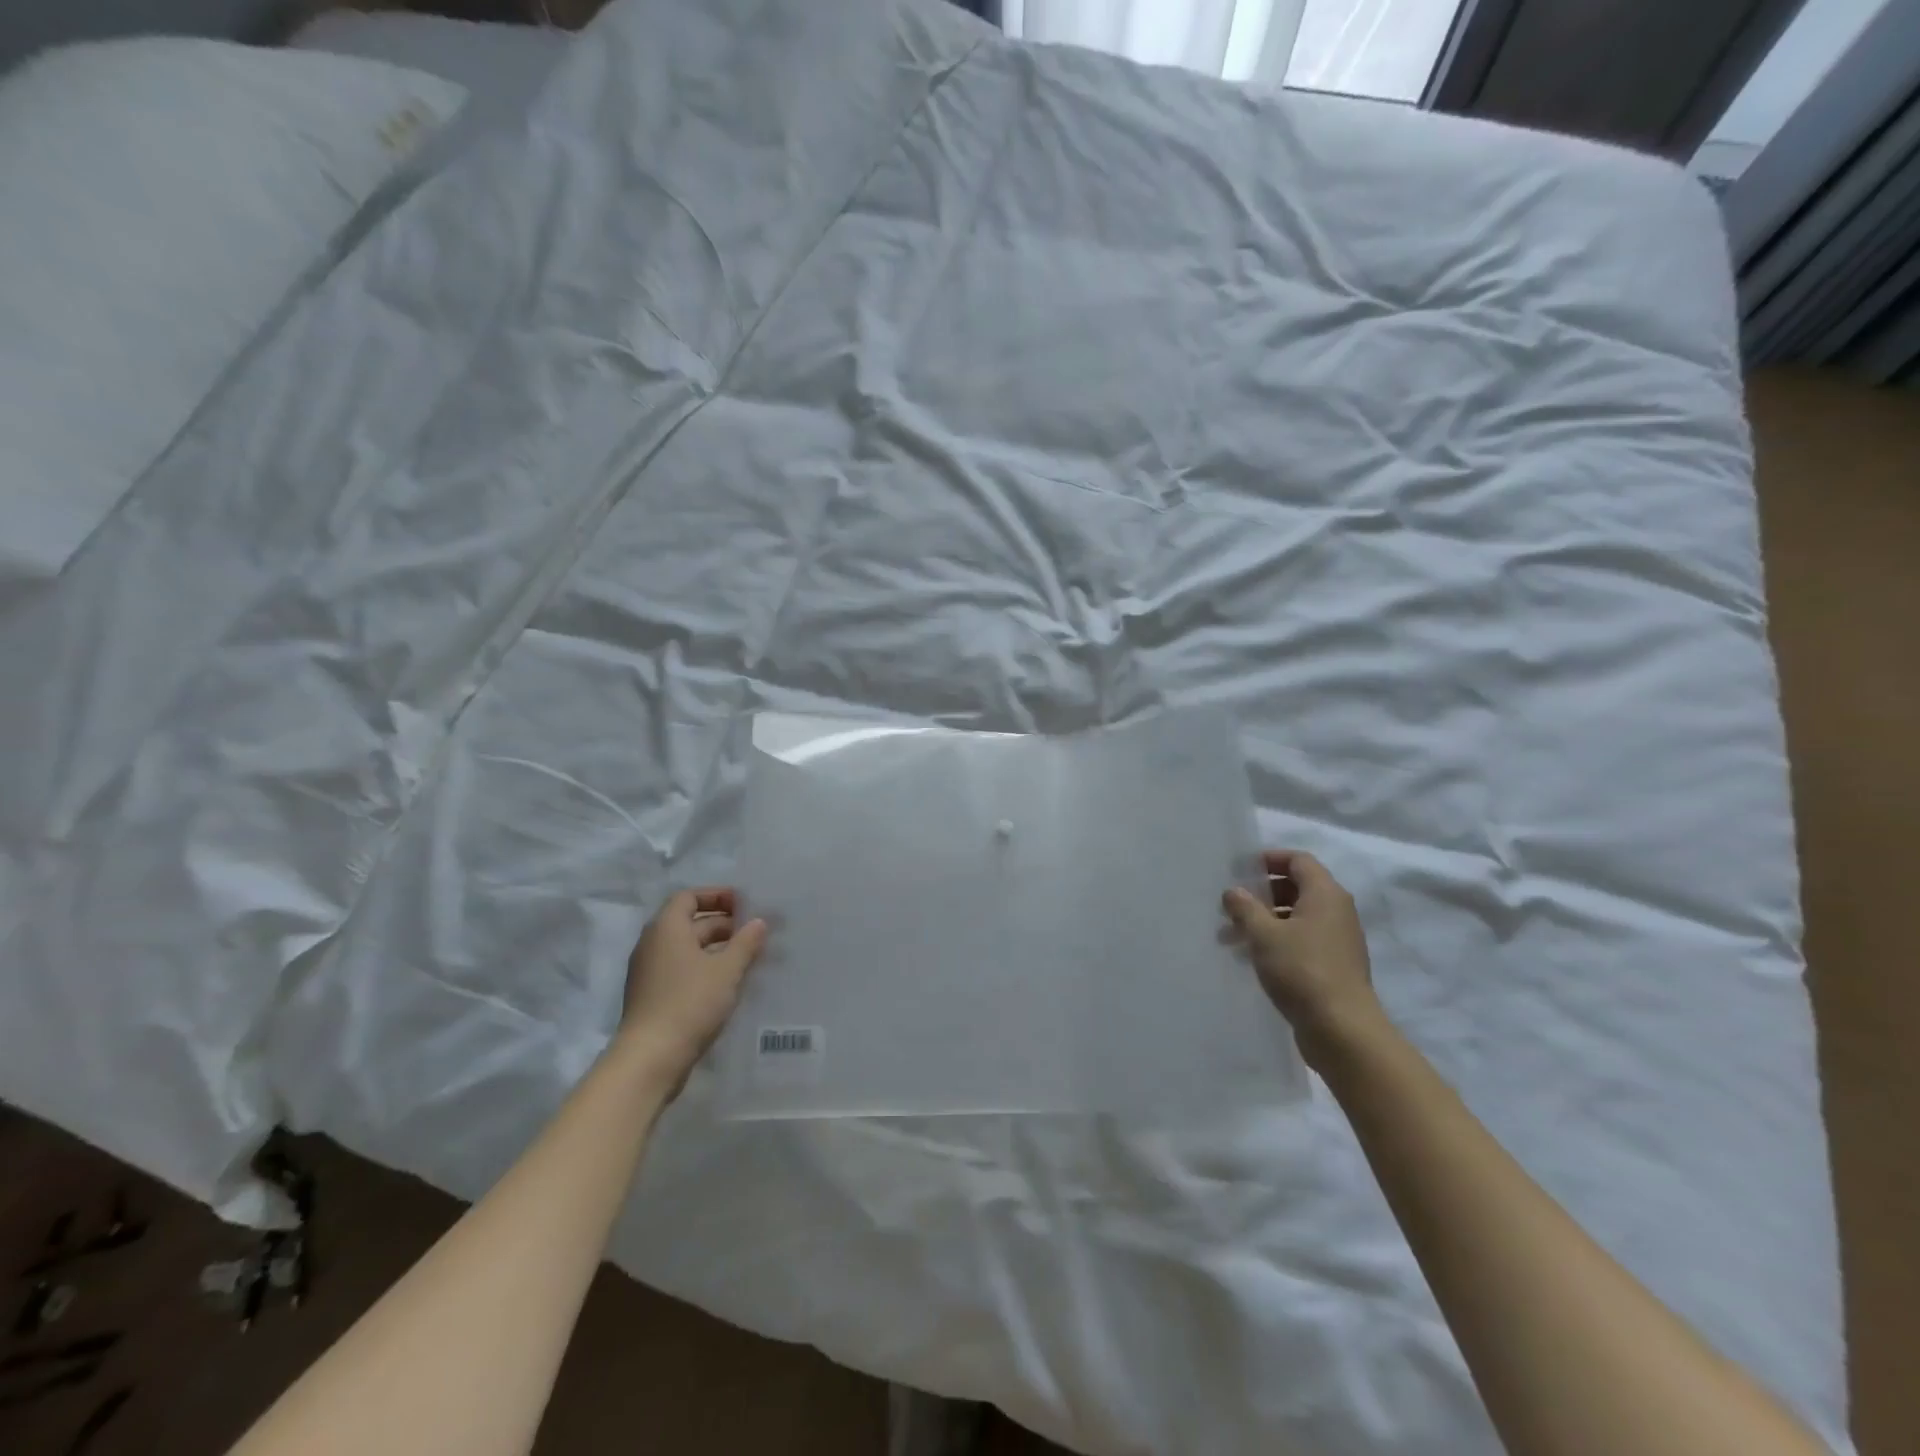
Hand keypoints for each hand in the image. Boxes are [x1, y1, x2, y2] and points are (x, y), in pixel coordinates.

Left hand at [617, 887, 766, 1090]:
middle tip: (755, 933)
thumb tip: (759, 922)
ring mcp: (650, 972)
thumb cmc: (690, 1002)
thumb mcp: (727, 970)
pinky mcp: (653, 997)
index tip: (744, 905)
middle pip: (690, 922)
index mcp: (666, 928)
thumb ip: (746, 942)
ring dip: (717, 949)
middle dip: (723, 924)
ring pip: (688, 949)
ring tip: (749, 958)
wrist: (650, 1059)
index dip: (717, 896)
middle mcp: (653, 944)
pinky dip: (705, 969)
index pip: (689, 896)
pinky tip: (730, 984)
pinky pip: (682, 970)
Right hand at [1223, 849, 1379, 1068]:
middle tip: (1232, 905)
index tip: (1241, 870)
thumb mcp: (1263, 934)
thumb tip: (1233, 891)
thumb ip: (1245, 908)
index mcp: (1325, 894)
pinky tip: (1252, 958)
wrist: (1342, 1030)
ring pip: (1296, 917)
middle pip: (1297, 887)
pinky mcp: (1334, 965)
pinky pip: (1302, 941)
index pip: (1298, 860)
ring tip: (1231, 936)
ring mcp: (1338, 940)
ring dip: (1265, 921)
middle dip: (1262, 893)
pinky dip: (1277, 941)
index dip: (1270, 859)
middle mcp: (1337, 911)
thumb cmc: (1302, 970)